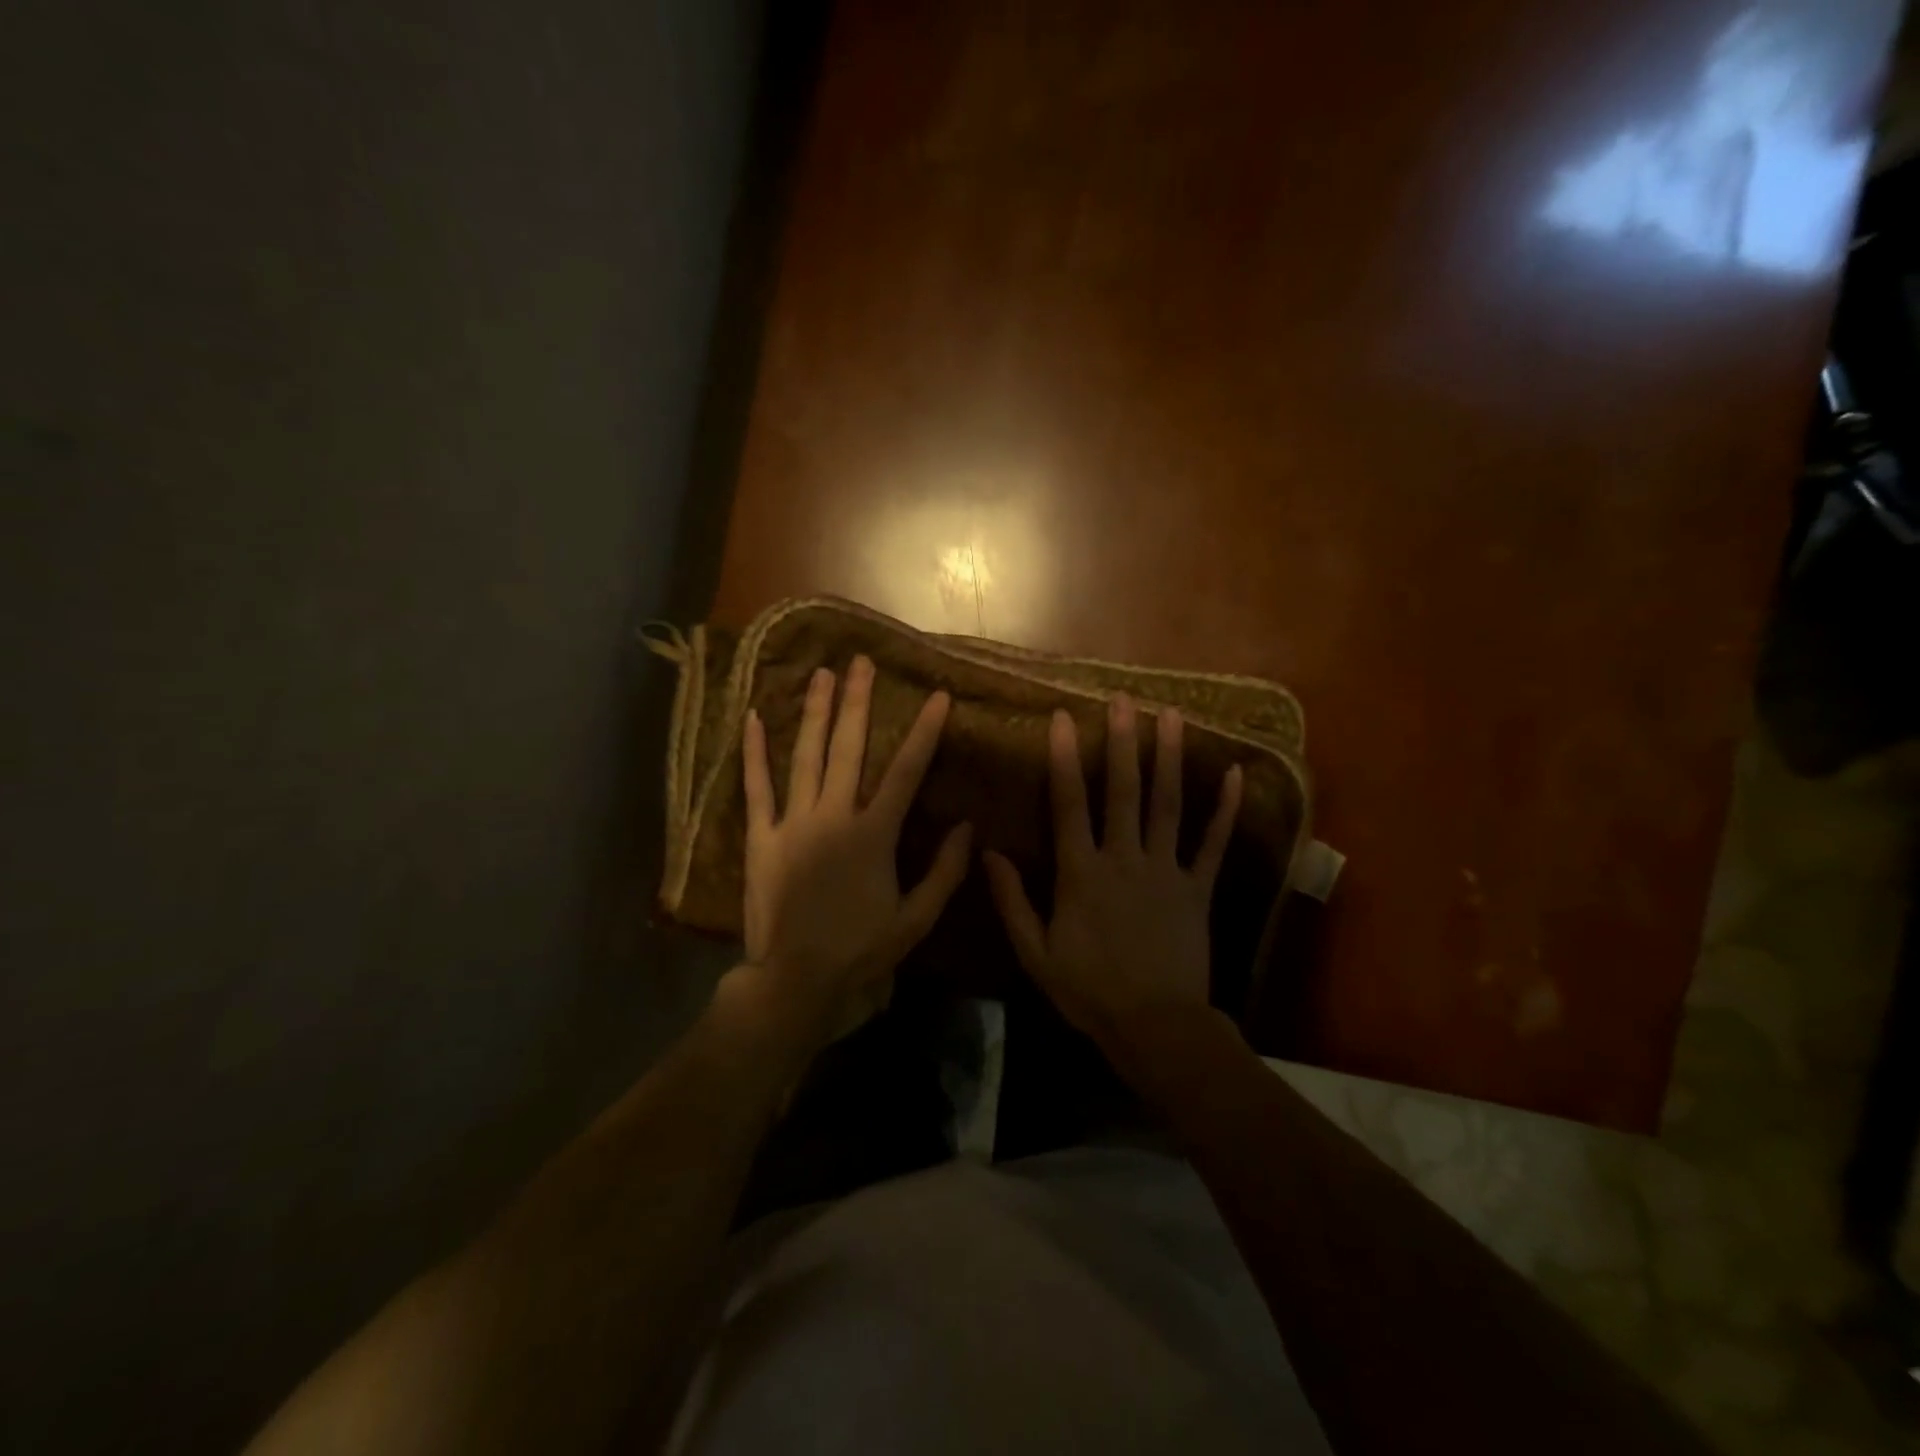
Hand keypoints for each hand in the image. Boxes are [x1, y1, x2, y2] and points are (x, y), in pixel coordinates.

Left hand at [737, 656, 971, 1045]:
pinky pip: (756, 789)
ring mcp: (793, 824)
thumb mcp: (916, 919)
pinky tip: (754, 718)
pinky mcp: (761, 838)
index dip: (924, 732)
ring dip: (814, 713)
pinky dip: (754, 753)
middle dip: (857, 702)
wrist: (797, 980)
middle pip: (849, 749)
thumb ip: (945, 872)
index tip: (936, 696)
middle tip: (861, 662)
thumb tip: (968, 827)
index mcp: (874, 834)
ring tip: (821, 674)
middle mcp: (834, 817)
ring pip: (805, 757)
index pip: (906, 772)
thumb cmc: (861, 950)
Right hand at [984, 694, 1240, 1048]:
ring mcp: (1166, 871)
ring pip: (1168, 805)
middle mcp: (1124, 859)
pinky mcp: (1198, 889)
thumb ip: (1012, 901)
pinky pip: (1214, 845)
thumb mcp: (1035, 953)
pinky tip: (1236, 774)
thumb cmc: (1089, 991)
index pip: (1070, 805)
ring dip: (1170, 758)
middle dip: (1122, 742)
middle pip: (1124, 791)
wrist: (1155, 1027)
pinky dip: (1226, 811)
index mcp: (1081, 873)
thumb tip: (988, 853)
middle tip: (1124, 700)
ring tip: (1173, 716)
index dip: (1065, 759)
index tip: (1063, 718)